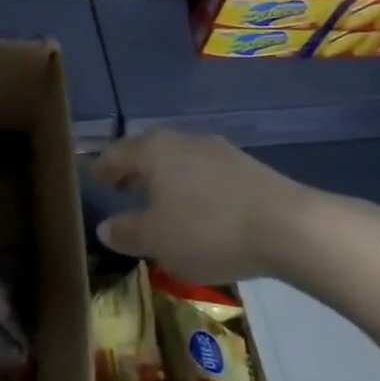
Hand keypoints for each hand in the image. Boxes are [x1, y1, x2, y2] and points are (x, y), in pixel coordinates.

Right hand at [88, 129, 298, 285]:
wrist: (290, 227)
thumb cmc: (207, 229)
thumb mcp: (156, 240)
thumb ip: (126, 232)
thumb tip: (105, 227)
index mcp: (154, 149)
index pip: (115, 153)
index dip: (100, 168)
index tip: (90, 179)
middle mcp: (184, 140)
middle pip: (148, 152)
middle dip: (132, 171)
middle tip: (119, 188)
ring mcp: (219, 151)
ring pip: (178, 162)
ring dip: (163, 180)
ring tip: (156, 203)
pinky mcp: (248, 168)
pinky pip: (205, 174)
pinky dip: (190, 188)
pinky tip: (195, 211)